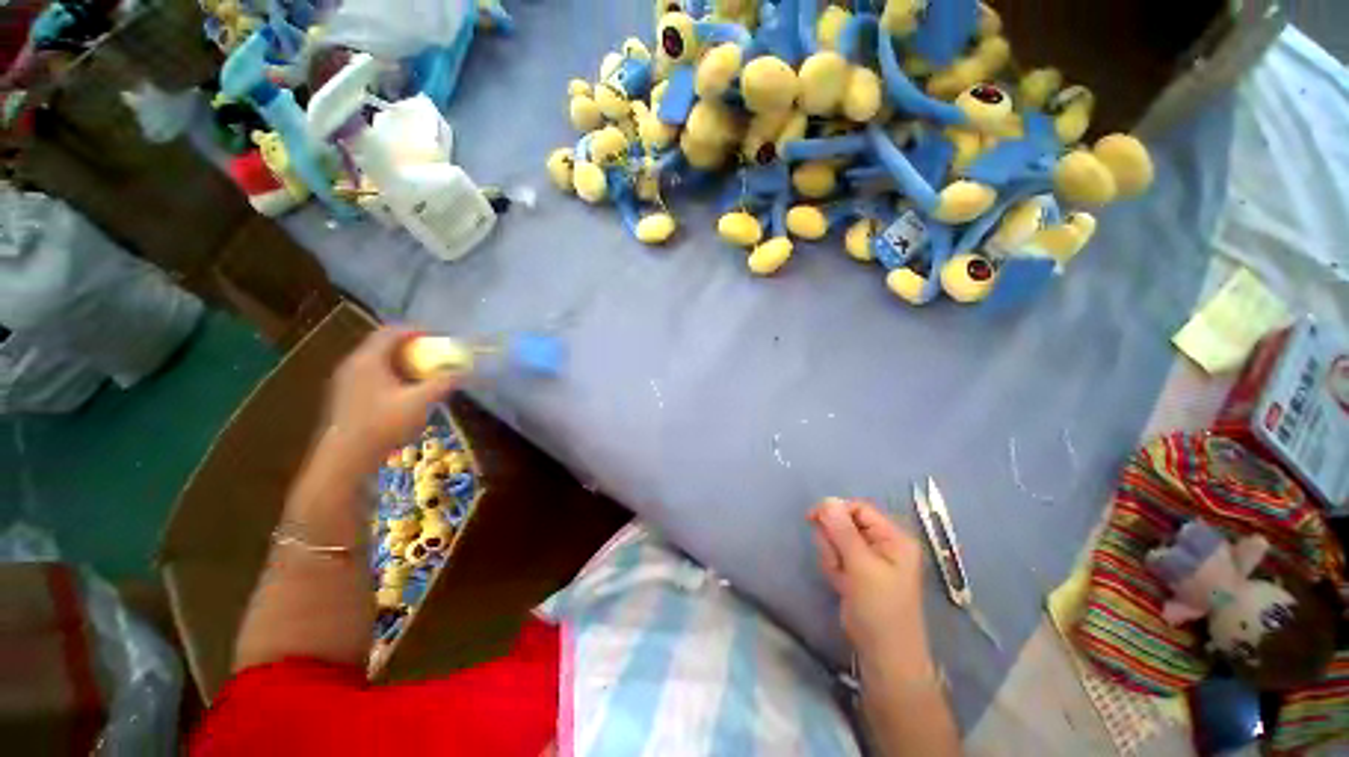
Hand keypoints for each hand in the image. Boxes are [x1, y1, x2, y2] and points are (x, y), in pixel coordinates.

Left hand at [321, 327, 457, 467]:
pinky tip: (404, 392)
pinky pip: (372, 374)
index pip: (391, 332)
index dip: (416, 330)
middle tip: (432, 354)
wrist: (345, 457)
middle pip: (383, 344)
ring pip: (377, 361)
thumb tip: (463, 371)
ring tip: (422, 373)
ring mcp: (347, 381)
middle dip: (411, 346)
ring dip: (401, 361)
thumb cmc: (382, 425)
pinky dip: (391, 374)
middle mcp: (354, 364)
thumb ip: (443, 383)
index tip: (437, 337)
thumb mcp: (420, 402)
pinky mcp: (347, 396)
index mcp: (368, 360)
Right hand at [809, 498, 927, 659]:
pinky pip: (836, 555)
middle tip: (837, 562)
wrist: (883, 654)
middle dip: (834, 540)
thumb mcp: (861, 567)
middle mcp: (882, 542)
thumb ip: (843, 531)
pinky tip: (841, 584)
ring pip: (836, 539)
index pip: (858, 508)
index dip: (835, 510)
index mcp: (893, 537)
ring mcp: (869, 557)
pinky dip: (833, 567)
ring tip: (842, 577)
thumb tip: (827, 500)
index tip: (812, 518)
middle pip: (845, 522)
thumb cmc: (880, 608)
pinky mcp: (857, 570)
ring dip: (832, 556)